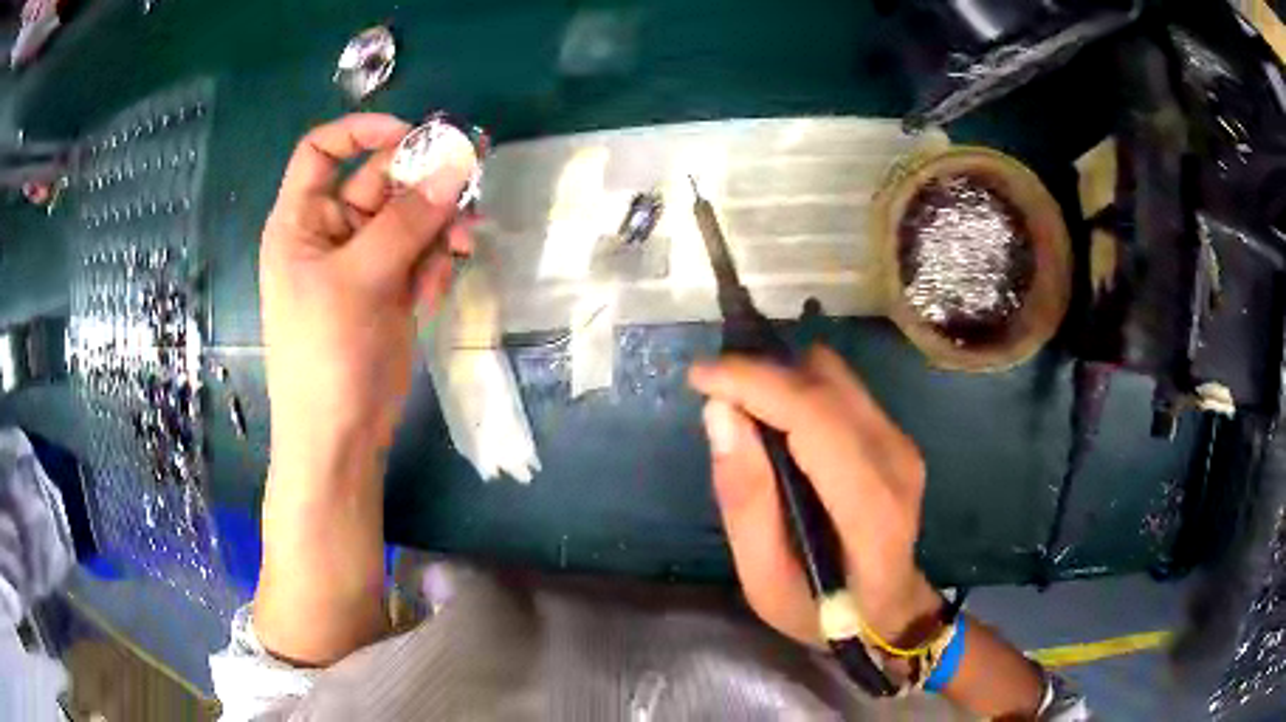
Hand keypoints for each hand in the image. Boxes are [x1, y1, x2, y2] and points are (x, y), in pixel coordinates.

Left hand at [260, 113, 474, 484]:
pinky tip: (431, 296)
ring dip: (439, 226)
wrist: (341, 435)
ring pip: (412, 215)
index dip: (362, 132)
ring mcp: (365, 259)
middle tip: (472, 178)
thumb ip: (407, 221)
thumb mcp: (360, 280)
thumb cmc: (326, 355)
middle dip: (424, 182)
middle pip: (382, 179)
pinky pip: (422, 253)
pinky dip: (435, 266)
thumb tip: (457, 164)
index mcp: (303, 220)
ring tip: (462, 246)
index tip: (412, 135)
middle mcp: (332, 231)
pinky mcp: (392, 287)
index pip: (323, 151)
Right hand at [688, 346, 941, 648]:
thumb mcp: (765, 581)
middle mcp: (894, 459)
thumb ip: (745, 502)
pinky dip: (799, 391)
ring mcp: (901, 442)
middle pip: (824, 383)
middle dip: (761, 376)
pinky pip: (841, 389)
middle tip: (714, 397)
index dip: (755, 383)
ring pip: (834, 376)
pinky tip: (778, 425)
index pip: (815, 416)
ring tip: (745, 411)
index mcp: (869, 507)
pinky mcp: (895, 434)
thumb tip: (720, 414)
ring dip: (781, 380)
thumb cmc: (823, 610)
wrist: (888, 611)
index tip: (699, 378)